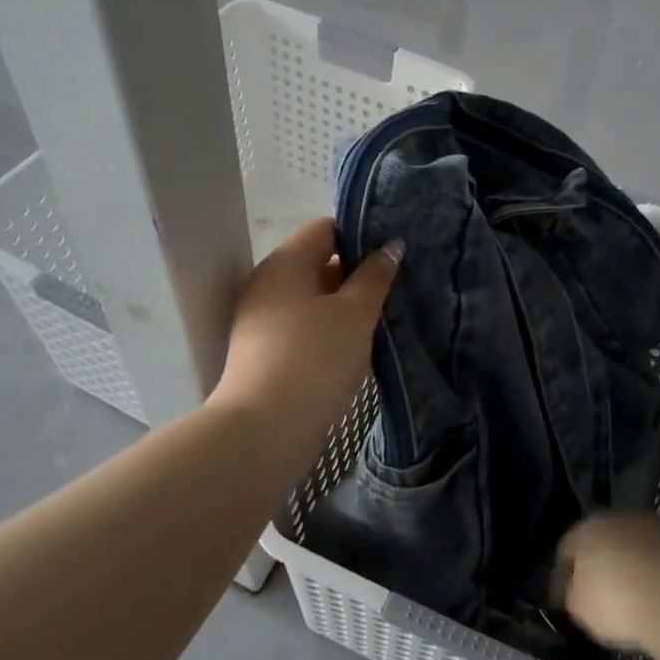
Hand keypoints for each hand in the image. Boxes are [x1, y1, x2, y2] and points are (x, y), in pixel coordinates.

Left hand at [211, 218, 400, 456]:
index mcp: (285, 262)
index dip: (361, 234)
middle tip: (397, 284)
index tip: (394, 252)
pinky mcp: (265, 352)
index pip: (325, 229)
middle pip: (318, 263)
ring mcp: (262, 320)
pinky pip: (303, 327)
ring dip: (345, 305)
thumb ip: (375, 276)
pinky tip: (357, 345)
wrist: (264, 430)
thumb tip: (390, 246)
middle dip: (357, 272)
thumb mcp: (355, 313)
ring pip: (312, 299)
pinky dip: (329, 330)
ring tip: (384, 315)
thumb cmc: (315, 358)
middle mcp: (268, 283)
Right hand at [556, 513, 659, 654]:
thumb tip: (574, 591)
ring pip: (632, 547)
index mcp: (586, 528)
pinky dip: (654, 575)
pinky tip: (656, 598)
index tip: (565, 599)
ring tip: (631, 599)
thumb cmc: (618, 603)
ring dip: (629, 567)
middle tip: (597, 596)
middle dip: (598, 565)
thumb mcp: (578, 608)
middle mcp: (617, 518)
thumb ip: (570, 594)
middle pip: (601, 542)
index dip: (563, 576)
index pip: (565, 549)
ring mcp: (653, 527)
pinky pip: (658, 560)